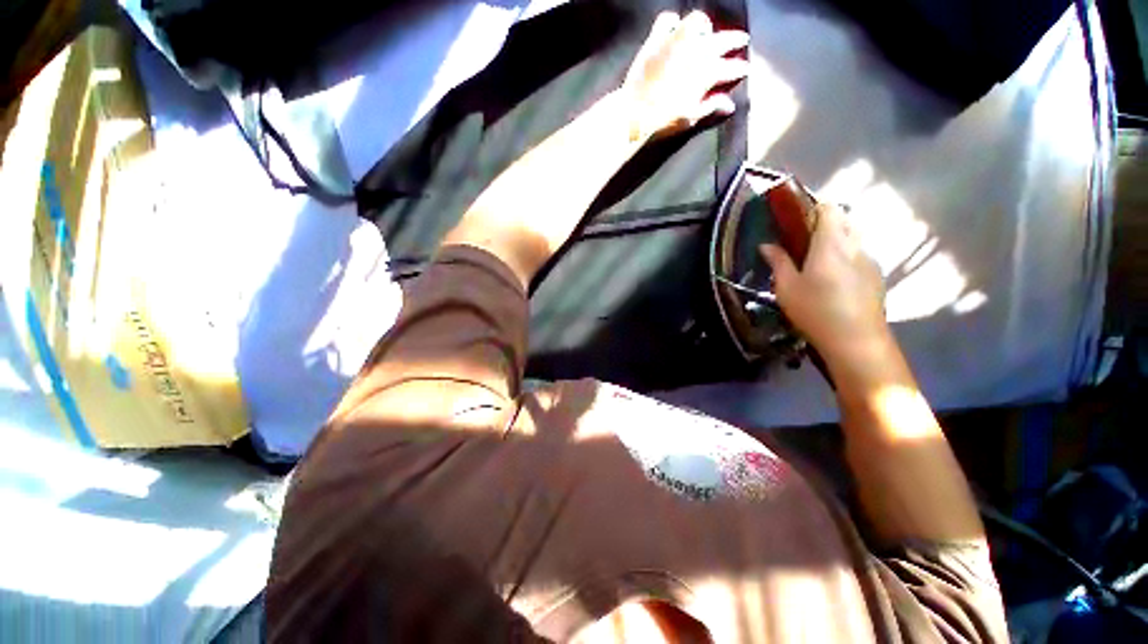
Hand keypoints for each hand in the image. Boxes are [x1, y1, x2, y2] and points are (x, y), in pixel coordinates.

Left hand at [621, 10, 749, 140]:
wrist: (635, 113)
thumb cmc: (664, 119)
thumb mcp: (690, 117)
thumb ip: (711, 107)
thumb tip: (730, 105)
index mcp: (707, 72)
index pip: (731, 68)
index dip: (740, 69)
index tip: (746, 68)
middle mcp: (696, 50)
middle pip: (722, 40)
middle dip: (735, 41)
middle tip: (742, 41)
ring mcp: (675, 41)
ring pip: (698, 22)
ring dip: (704, 27)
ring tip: (706, 34)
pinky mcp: (656, 38)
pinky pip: (667, 20)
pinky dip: (673, 23)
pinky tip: (674, 30)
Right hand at [760, 204, 887, 358]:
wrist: (857, 341)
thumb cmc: (815, 310)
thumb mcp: (787, 287)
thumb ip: (778, 262)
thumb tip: (766, 245)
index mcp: (831, 243)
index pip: (828, 209)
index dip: (813, 208)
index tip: (796, 219)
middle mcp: (855, 245)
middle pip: (845, 219)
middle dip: (825, 222)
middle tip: (803, 240)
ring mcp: (870, 260)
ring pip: (855, 236)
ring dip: (837, 238)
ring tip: (818, 259)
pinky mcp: (877, 276)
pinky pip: (861, 254)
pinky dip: (847, 255)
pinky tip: (835, 278)